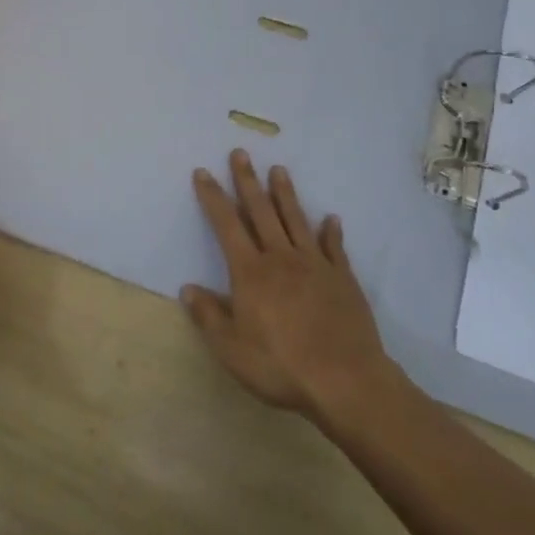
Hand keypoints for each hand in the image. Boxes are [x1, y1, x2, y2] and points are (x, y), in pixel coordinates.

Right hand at [184, 151, 407, 427]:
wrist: (346, 380)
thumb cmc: (281, 365)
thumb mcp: (231, 349)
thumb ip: (208, 316)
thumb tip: (187, 289)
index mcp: (250, 272)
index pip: (226, 225)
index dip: (213, 198)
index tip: (203, 173)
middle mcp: (280, 258)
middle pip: (261, 211)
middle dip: (247, 181)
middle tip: (240, 153)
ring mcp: (315, 265)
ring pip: (295, 220)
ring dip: (285, 194)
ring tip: (279, 170)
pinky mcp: (342, 278)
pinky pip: (333, 247)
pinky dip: (331, 231)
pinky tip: (330, 218)